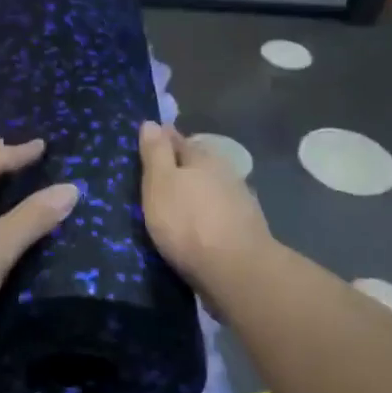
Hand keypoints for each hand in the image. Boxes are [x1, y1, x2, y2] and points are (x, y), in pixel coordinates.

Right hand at [139, 121, 272, 291]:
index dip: (161, 140)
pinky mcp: (244, 229)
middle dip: (179, 167)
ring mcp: (239, 201)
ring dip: (195, 193)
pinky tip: (196, 226)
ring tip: (174, 204)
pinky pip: (218, 213)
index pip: (177, 139)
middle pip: (197, 164)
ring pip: (210, 188)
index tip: (147, 143)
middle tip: (157, 177)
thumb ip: (155, 153)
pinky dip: (205, 215)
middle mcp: (225, 173)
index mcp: (202, 158)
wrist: (235, 270)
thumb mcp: (160, 183)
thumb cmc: (187, 222)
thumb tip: (151, 122)